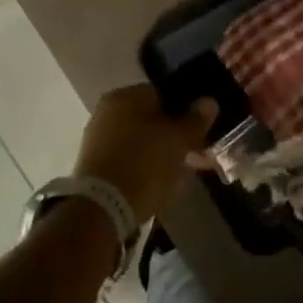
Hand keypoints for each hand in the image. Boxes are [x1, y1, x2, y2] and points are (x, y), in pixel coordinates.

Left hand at [74, 85, 217, 225]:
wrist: (102, 208)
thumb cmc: (145, 164)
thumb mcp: (180, 140)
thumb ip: (196, 119)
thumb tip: (208, 101)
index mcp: (126, 95)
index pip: (164, 94)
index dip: (187, 112)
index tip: (201, 131)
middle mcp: (108, 110)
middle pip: (152, 119)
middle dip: (176, 136)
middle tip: (196, 156)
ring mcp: (98, 138)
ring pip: (142, 141)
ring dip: (163, 154)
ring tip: (183, 174)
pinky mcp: (94, 165)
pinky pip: (129, 159)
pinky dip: (146, 168)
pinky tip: (161, 184)